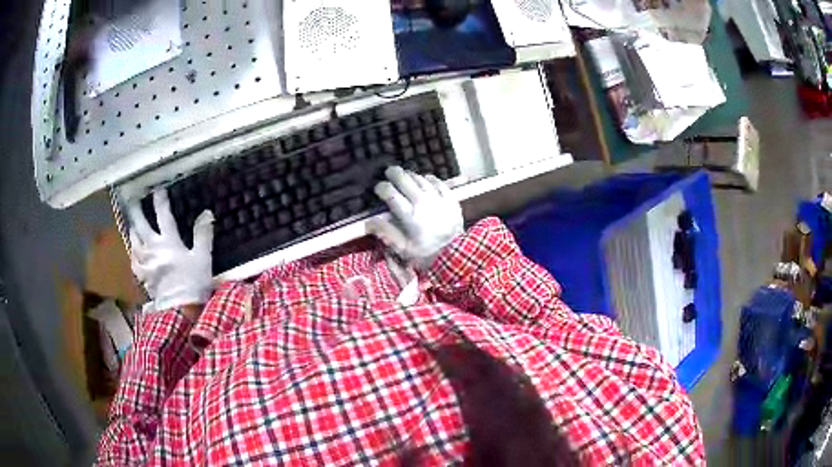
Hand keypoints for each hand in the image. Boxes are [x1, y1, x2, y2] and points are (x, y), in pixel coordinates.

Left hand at [127, 189, 214, 311]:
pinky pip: (133, 259)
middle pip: (141, 224)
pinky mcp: (141, 275)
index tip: (158, 190)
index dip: (160, 201)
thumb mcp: (203, 258)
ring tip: (132, 223)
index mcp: (169, 241)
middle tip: (133, 200)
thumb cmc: (193, 283)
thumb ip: (203, 234)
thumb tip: (206, 213)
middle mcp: (153, 247)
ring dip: (133, 229)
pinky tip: (134, 251)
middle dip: (137, 210)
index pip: (163, 215)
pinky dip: (133, 251)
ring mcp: (145, 262)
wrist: (180, 311)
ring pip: (133, 240)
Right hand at [369, 166, 462, 269]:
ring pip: (420, 178)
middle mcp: (423, 202)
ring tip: (404, 177)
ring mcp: (438, 198)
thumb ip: (386, 233)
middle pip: (404, 179)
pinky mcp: (451, 198)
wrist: (456, 254)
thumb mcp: (403, 249)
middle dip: (393, 174)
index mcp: (409, 216)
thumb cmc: (426, 253)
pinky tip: (424, 180)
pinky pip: (437, 181)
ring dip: (409, 175)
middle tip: (388, 173)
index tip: (378, 189)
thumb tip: (369, 222)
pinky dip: (428, 179)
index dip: (381, 187)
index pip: (390, 193)